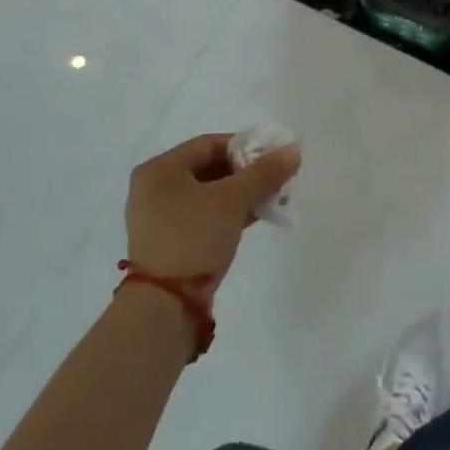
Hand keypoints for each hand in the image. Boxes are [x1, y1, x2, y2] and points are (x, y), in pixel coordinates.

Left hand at [124, 133, 300, 291]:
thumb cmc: (194, 237)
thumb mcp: (233, 200)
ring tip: (271, 198)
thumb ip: (264, 172)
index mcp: (160, 169)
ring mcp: (159, 217)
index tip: (273, 156)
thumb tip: (294, 149)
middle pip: (209, 168)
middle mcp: (154, 188)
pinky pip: (203, 215)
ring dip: (240, 194)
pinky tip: (255, 216)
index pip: (209, 144)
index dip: (245, 146)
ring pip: (208, 194)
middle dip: (246, 172)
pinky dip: (228, 213)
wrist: (166, 305)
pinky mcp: (169, 242)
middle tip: (275, 178)